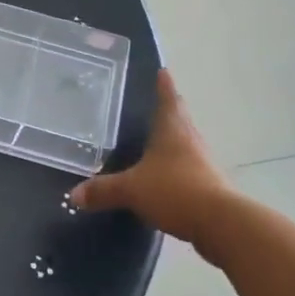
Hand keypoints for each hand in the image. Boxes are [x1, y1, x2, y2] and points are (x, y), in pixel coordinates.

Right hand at [71, 70, 228, 242]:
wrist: (220, 223)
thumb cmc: (174, 191)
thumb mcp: (131, 189)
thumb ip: (103, 190)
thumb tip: (74, 195)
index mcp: (172, 130)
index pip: (168, 99)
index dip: (164, 85)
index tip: (163, 72)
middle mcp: (190, 140)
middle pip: (180, 118)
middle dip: (170, 109)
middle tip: (157, 101)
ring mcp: (203, 163)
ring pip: (186, 143)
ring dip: (174, 138)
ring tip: (158, 138)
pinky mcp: (209, 186)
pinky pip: (189, 168)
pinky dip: (177, 166)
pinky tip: (166, 176)